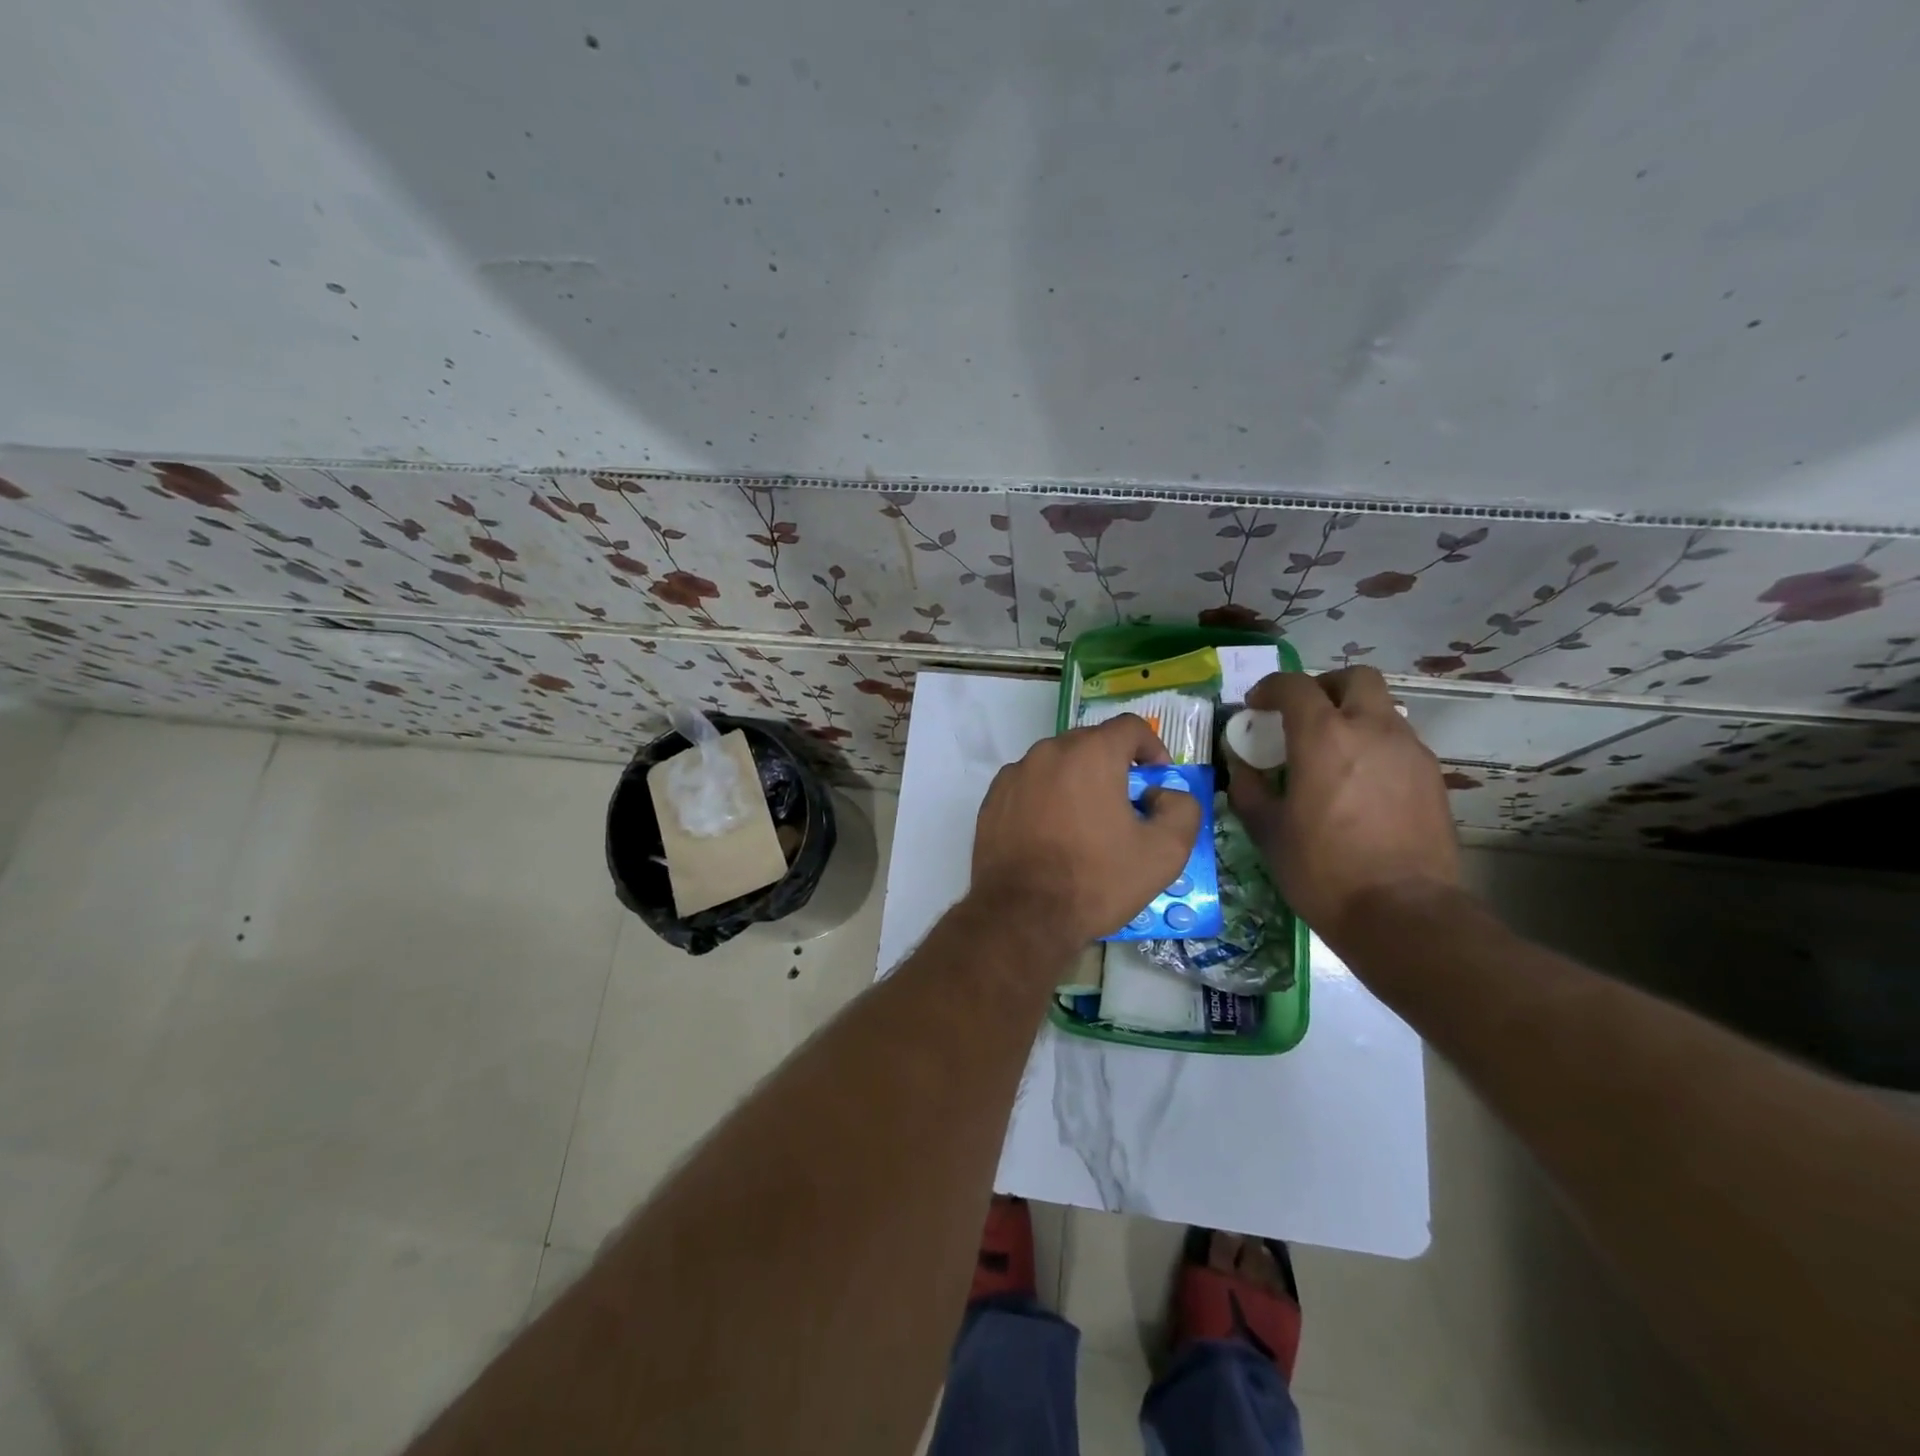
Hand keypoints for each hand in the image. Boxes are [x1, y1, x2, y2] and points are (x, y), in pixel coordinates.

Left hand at [972, 714, 1204, 945]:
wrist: (1021, 916)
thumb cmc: (1096, 880)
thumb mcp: (1164, 852)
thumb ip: (1182, 809)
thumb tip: (1162, 795)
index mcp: (1091, 753)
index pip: (1131, 727)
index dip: (1152, 748)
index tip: (1157, 780)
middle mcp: (1049, 752)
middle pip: (1091, 743)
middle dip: (1114, 766)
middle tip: (1126, 806)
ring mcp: (1015, 774)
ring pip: (1057, 764)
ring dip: (1078, 782)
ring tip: (1086, 824)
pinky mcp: (992, 799)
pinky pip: (1030, 786)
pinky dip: (1046, 798)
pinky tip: (1052, 834)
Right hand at [1226, 668, 1461, 946]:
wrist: (1403, 913)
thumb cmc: (1323, 870)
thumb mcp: (1268, 831)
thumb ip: (1249, 787)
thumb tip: (1241, 764)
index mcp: (1324, 737)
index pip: (1295, 686)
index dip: (1270, 689)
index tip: (1255, 707)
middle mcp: (1372, 730)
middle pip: (1354, 678)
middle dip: (1323, 687)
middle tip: (1302, 715)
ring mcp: (1409, 751)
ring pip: (1381, 709)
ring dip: (1352, 716)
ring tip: (1331, 755)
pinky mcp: (1432, 777)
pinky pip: (1398, 741)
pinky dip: (1374, 745)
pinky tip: (1359, 784)